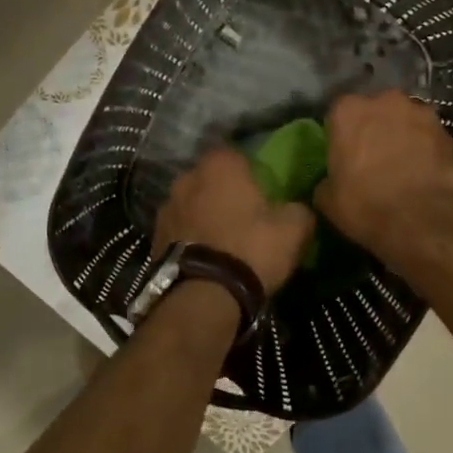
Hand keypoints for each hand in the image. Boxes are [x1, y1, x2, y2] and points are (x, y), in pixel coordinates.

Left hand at [155, 147, 315, 295]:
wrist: (202, 297)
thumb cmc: (250, 250)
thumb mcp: (293, 230)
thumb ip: (299, 210)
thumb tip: (298, 209)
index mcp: (219, 165)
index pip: (236, 155)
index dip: (250, 171)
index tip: (262, 191)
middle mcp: (187, 178)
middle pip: (210, 178)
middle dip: (223, 192)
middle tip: (244, 215)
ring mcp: (166, 207)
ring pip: (191, 203)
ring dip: (204, 215)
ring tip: (222, 240)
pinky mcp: (154, 237)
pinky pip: (179, 229)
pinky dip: (190, 238)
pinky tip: (205, 257)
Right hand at [316, 90, 452, 259]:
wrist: (423, 222)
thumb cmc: (365, 206)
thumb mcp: (327, 199)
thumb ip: (327, 179)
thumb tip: (332, 181)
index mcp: (348, 111)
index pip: (339, 113)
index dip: (342, 134)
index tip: (345, 154)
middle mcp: (385, 101)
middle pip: (376, 110)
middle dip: (375, 128)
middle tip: (374, 158)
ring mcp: (420, 113)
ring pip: (406, 120)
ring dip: (403, 135)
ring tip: (404, 165)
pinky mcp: (447, 133)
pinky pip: (430, 137)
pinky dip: (427, 150)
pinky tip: (425, 174)